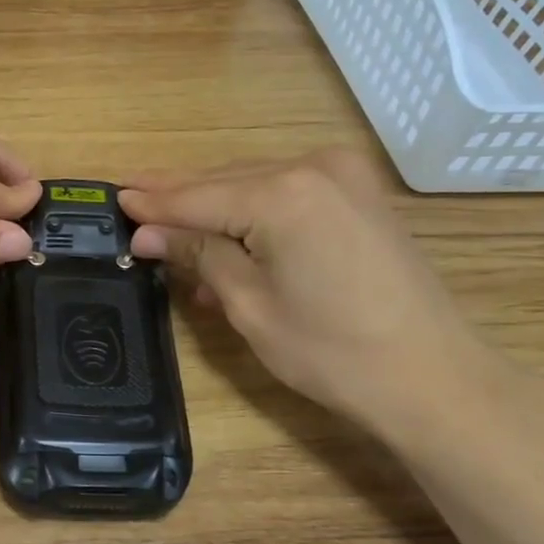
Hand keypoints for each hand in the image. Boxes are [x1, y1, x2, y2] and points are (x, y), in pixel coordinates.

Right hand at [121, 150, 504, 435]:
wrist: (429, 375)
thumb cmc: (330, 351)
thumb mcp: (249, 305)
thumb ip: (199, 255)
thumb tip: (148, 234)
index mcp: (283, 193)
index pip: (197, 196)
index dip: (153, 203)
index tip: (114, 198)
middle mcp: (314, 168)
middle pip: (226, 181)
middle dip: (179, 197)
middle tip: (133, 201)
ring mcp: (344, 178)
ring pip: (256, 185)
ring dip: (214, 209)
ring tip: (169, 229)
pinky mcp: (360, 197)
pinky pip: (288, 196)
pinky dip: (252, 215)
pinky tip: (225, 242)